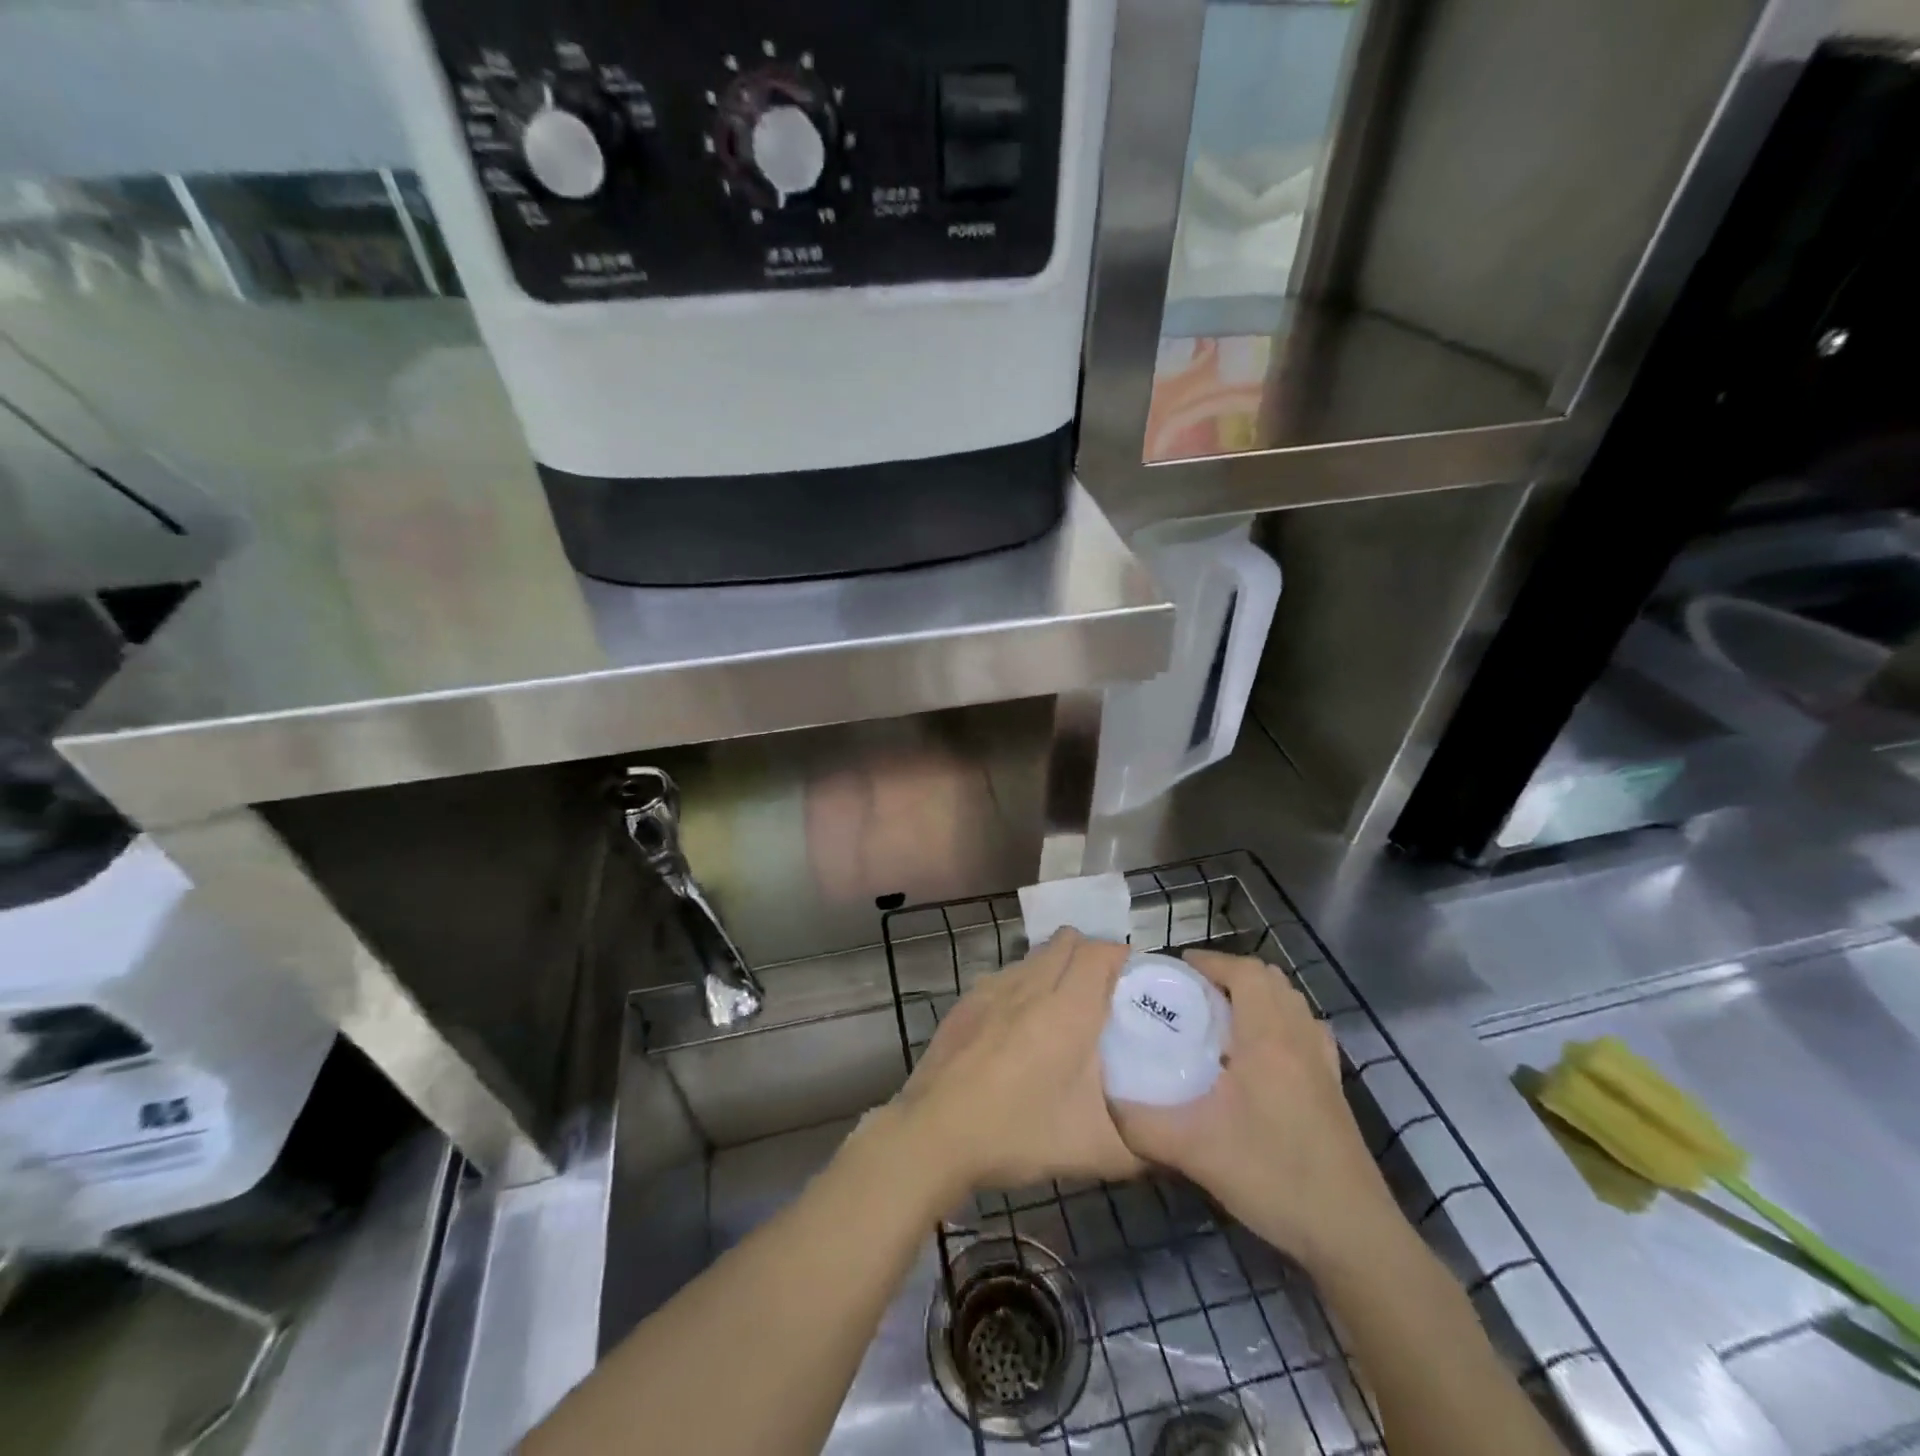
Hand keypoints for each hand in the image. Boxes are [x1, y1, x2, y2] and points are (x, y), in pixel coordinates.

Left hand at [894, 929, 1142, 1196]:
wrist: (934, 1134)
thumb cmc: (1018, 1133)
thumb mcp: (1094, 1151)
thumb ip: (1141, 1146)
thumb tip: (1168, 1146)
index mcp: (1068, 1009)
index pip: (1100, 951)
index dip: (1121, 957)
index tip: (1135, 982)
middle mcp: (1030, 985)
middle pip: (1067, 941)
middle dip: (1091, 955)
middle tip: (1104, 994)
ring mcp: (992, 988)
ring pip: (1034, 956)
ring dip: (1055, 967)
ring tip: (1063, 1010)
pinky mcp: (966, 1001)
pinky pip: (1005, 975)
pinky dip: (1023, 986)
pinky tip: (1020, 1027)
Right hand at [1111, 950, 1403, 1274]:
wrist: (1351, 1234)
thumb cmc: (1273, 1176)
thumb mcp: (1193, 1151)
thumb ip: (1141, 1123)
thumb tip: (1106, 1100)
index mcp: (1268, 1038)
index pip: (1244, 972)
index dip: (1210, 961)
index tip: (1177, 970)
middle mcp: (1300, 1038)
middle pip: (1270, 979)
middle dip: (1230, 974)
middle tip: (1194, 994)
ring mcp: (1323, 1063)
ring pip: (1292, 1002)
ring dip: (1258, 995)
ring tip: (1223, 1018)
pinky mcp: (1334, 1088)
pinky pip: (1307, 1030)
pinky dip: (1282, 1022)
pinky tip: (1262, 1054)